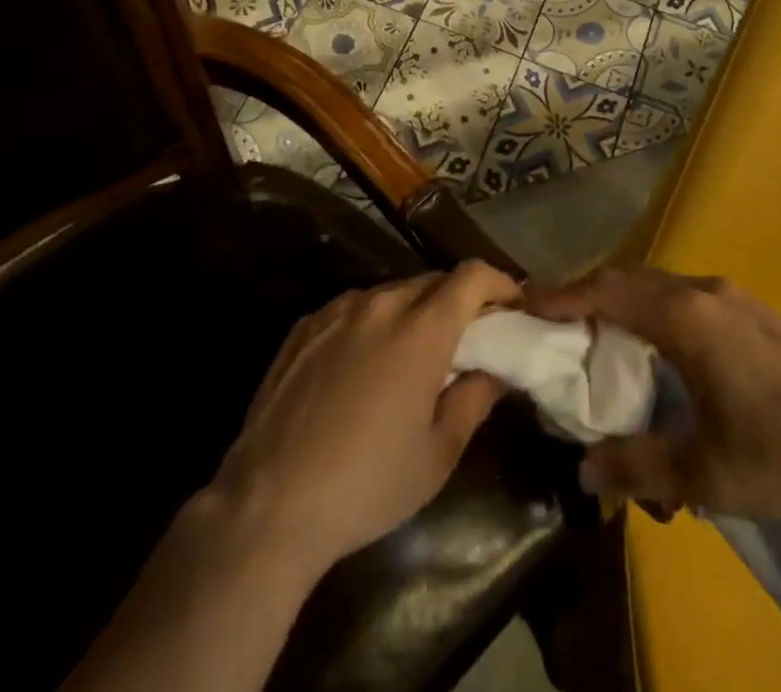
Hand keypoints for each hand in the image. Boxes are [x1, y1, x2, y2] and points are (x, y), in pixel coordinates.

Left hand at [209, 260, 519, 576]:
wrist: (269, 504)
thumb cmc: (367, 485)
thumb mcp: (437, 455)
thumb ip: (474, 400)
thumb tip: (494, 371)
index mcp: (421, 330)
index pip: (472, 276)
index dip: (499, 283)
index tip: (511, 306)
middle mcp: (380, 304)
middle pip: (432, 281)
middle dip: (458, 301)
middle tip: (466, 339)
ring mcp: (337, 311)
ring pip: (391, 293)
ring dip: (413, 312)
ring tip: (411, 356)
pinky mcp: (305, 325)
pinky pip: (353, 309)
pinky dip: (373, 323)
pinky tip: (362, 366)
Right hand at [527, 267, 780, 532]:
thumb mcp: (707, 475)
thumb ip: (639, 467)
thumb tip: (583, 470)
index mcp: (687, 318)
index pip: (608, 291)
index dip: (562, 295)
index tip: (524, 302)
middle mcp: (705, 292)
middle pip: (630, 279)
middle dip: (588, 294)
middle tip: (554, 319)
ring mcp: (735, 298)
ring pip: (660, 285)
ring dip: (624, 301)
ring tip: (600, 333)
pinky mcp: (756, 312)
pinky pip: (687, 297)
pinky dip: (655, 310)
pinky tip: (660, 347)